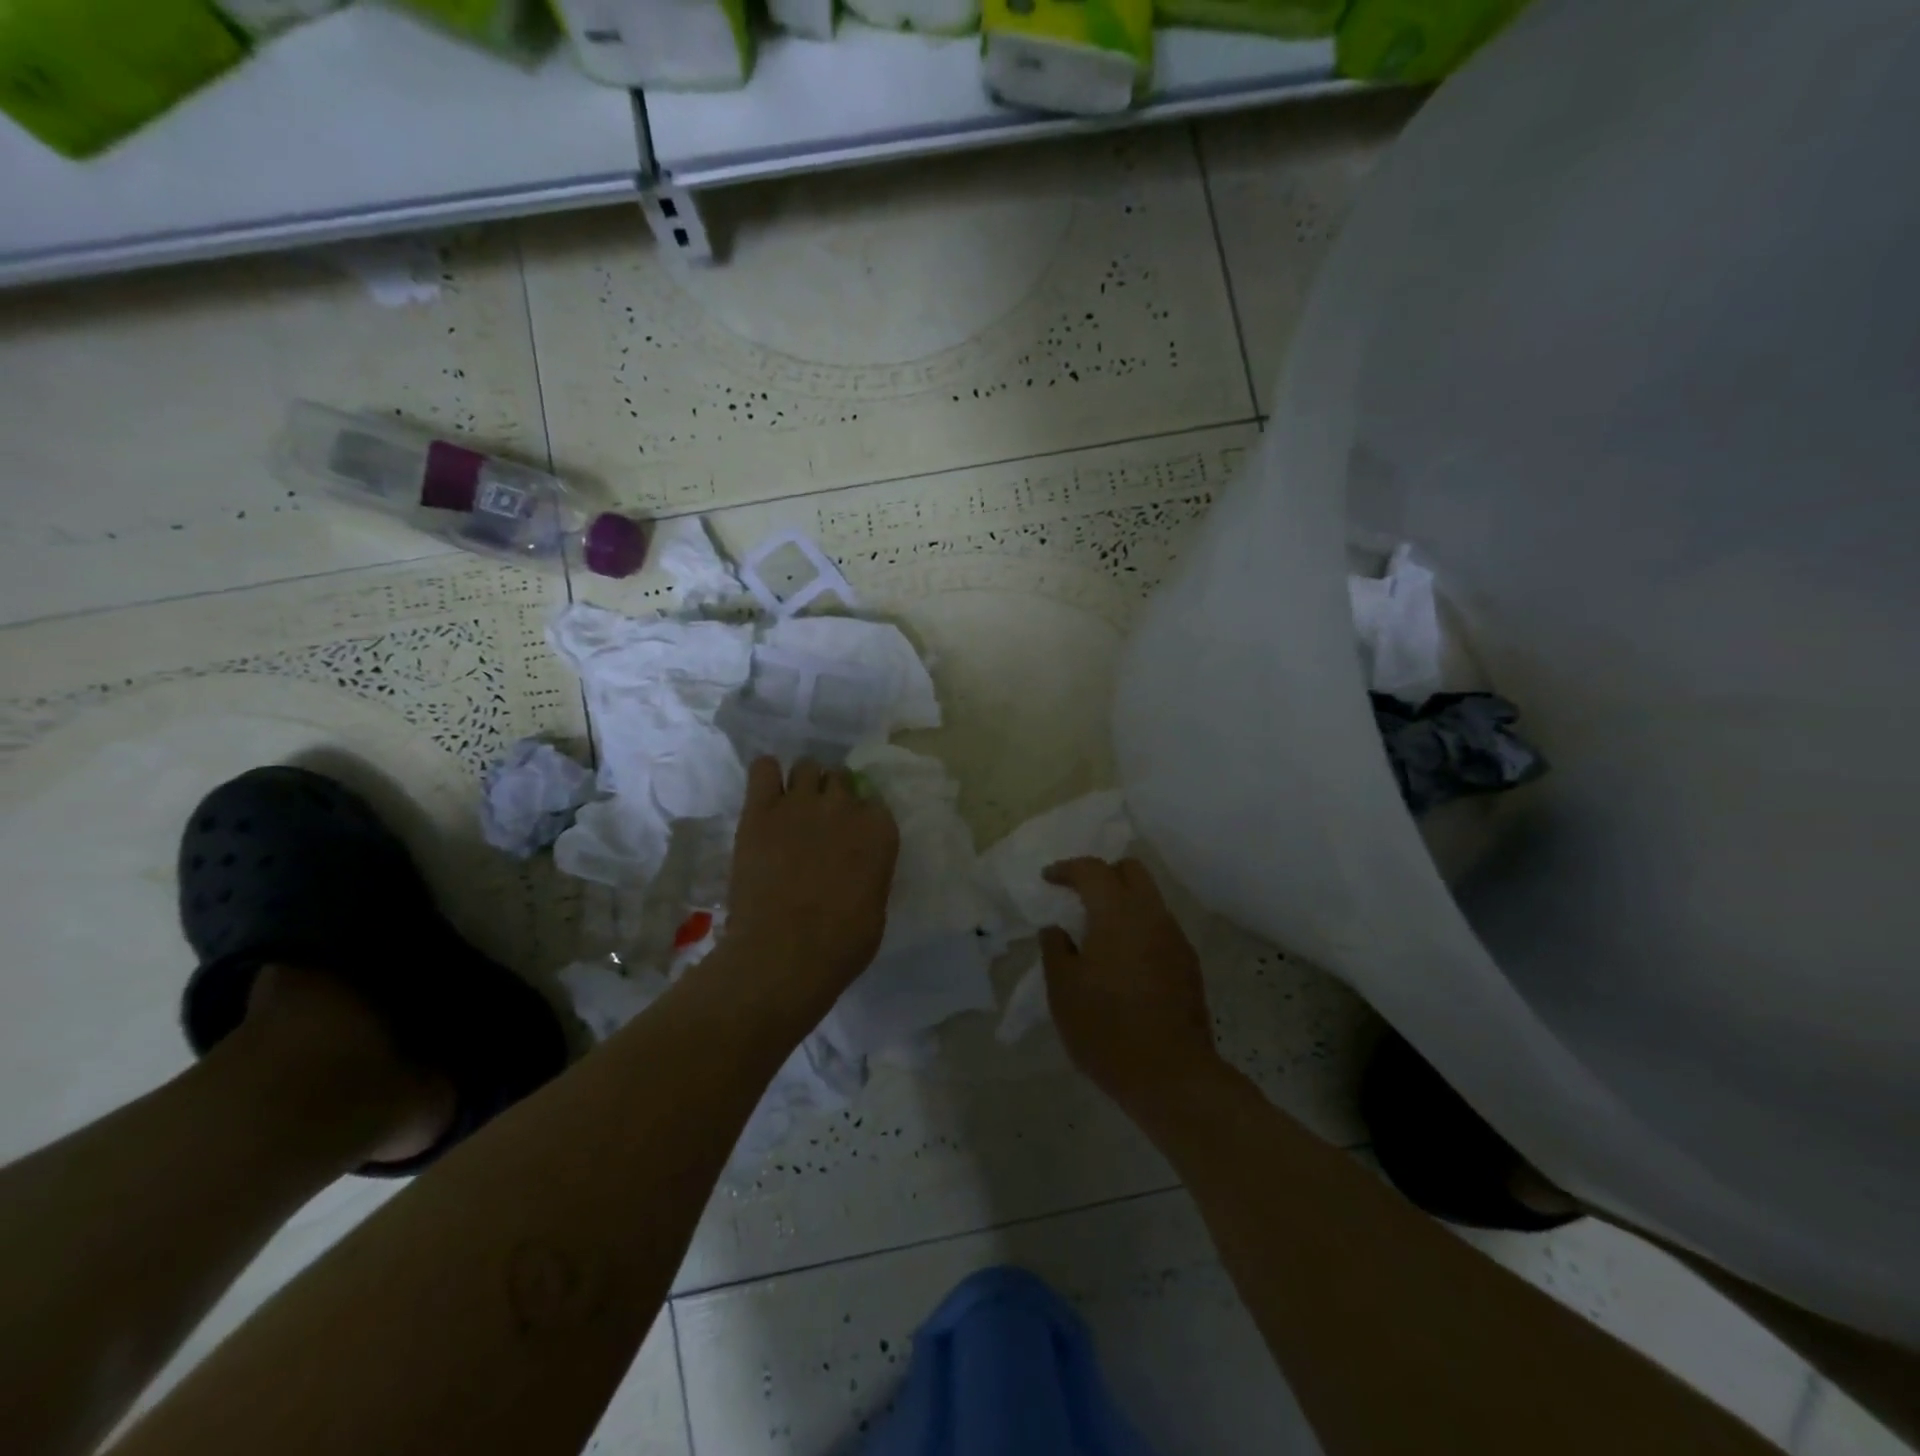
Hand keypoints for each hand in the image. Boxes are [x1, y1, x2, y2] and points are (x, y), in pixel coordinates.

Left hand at [723, 757, 899, 1019]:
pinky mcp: (760, 810)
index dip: (861, 817)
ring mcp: (800, 803)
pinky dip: (767, 774)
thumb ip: (871, 869)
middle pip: (840, 778)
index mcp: (879, 830)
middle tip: (820, 821)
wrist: (784, 952)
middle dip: (832, 795)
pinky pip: (763, 768)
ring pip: (807, 766)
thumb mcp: (875, 904)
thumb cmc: (842, 943)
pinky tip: (766, 792)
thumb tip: (859, 863)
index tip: (852, 834)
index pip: (874, 802)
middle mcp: (844, 806)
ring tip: (793, 807)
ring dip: (804, 783)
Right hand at [1040, 857, 1223, 1117]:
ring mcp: (1175, 939)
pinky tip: (1123, 960)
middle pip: (1132, 870)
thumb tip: (1056, 929)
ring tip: (1099, 930)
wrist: (1170, 1075)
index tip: (1049, 879)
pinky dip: (1139, 928)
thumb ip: (1055, 949)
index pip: (1093, 869)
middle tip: (1080, 894)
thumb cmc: (1105, 1028)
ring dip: (1124, 902)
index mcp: (1117, 913)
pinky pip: (1160, 928)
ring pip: (1150, 899)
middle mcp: (1152, 916)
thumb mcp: (1063, 989)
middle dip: (1104, 873)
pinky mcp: (1188, 964)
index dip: (1067, 869)